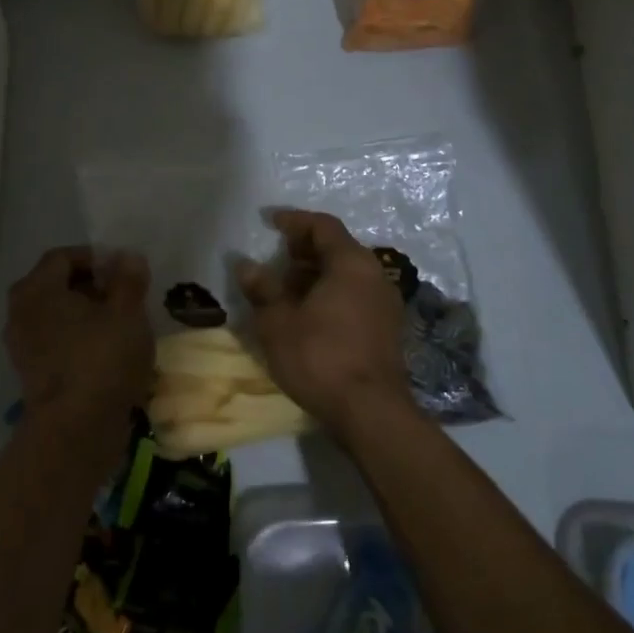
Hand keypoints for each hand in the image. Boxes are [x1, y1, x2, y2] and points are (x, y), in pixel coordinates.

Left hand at [4, 247, 153, 439]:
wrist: (76, 431)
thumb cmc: (102, 360)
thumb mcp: (127, 312)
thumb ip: (129, 279)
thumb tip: (128, 257)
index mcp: (36, 289)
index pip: (63, 256)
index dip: (96, 257)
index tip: (125, 272)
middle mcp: (20, 312)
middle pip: (57, 285)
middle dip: (93, 286)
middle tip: (126, 297)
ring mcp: (22, 346)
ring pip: (57, 316)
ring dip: (88, 315)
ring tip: (122, 325)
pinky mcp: (32, 374)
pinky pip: (57, 342)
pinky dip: (79, 340)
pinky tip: (108, 352)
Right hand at [234, 209, 412, 443]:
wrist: (370, 411)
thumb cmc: (320, 357)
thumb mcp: (278, 322)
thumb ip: (262, 289)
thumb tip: (246, 265)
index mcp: (351, 263)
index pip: (323, 226)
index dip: (294, 220)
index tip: (270, 222)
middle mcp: (375, 274)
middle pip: (338, 248)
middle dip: (305, 249)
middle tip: (276, 255)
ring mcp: (385, 303)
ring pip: (347, 274)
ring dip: (316, 274)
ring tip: (286, 288)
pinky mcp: (387, 328)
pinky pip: (355, 295)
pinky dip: (330, 293)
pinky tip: (308, 313)